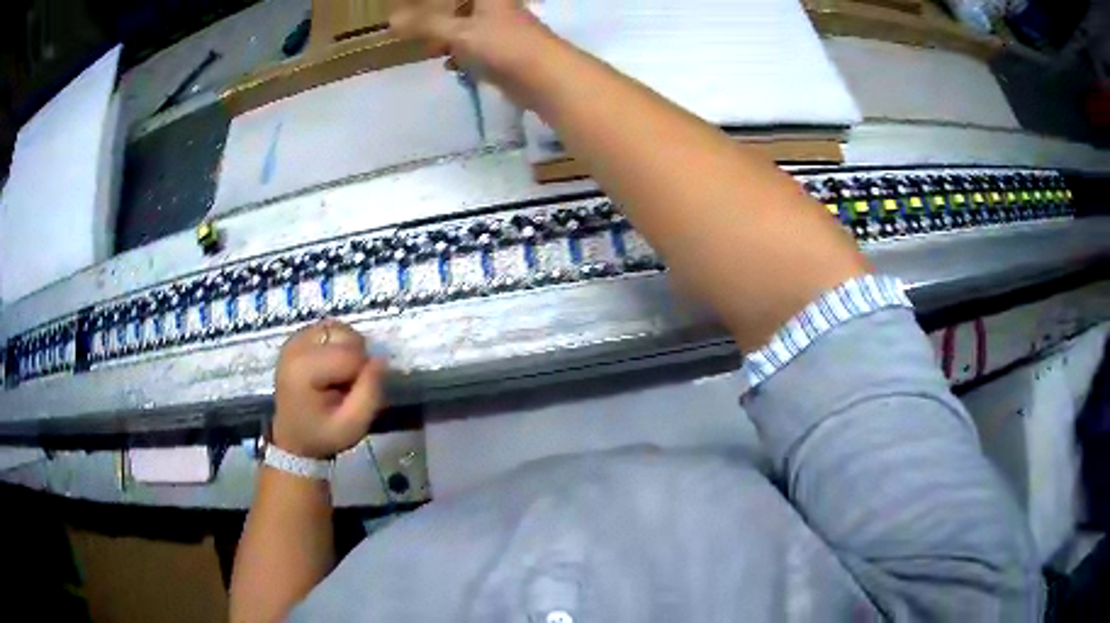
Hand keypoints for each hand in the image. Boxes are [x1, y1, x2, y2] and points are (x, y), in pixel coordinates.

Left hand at [272, 320, 385, 459]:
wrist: (293, 436)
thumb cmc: (322, 434)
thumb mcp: (352, 426)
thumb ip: (370, 393)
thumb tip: (381, 359)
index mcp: (304, 369)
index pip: (351, 355)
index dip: (363, 374)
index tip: (352, 395)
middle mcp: (296, 346)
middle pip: (346, 336)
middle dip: (356, 359)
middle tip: (347, 386)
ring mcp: (295, 338)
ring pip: (340, 329)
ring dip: (349, 349)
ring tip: (340, 375)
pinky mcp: (298, 337)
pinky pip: (330, 329)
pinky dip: (339, 344)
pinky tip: (333, 365)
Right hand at [387, 0, 555, 105]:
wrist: (546, 77)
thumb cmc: (503, 44)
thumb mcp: (459, 32)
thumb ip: (425, 24)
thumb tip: (390, 21)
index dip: (435, 3)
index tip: (411, 7)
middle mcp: (496, 7)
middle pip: (462, 6)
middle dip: (438, 16)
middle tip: (414, 25)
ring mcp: (502, 28)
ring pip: (468, 26)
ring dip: (448, 35)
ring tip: (429, 47)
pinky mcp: (505, 50)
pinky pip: (476, 46)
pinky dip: (462, 53)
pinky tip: (451, 65)